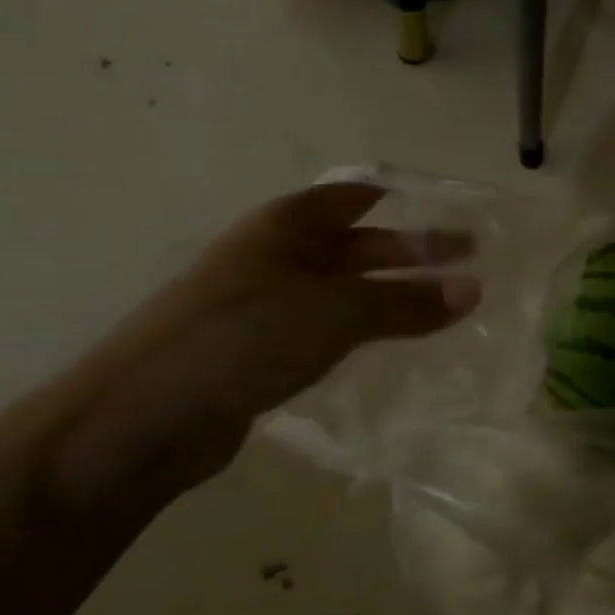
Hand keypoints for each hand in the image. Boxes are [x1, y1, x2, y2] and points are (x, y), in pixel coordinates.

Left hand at [41, 183, 478, 526]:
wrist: (140, 419)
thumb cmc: (243, 337)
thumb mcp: (337, 312)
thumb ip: (407, 303)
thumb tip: (474, 290)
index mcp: (285, 226)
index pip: (353, 196)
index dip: (401, 197)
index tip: (450, 206)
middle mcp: (274, 256)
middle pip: (356, 244)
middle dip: (411, 252)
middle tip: (469, 261)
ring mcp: (264, 305)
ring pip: (344, 290)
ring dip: (391, 296)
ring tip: (443, 308)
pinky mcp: (259, 352)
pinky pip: (327, 329)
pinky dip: (364, 330)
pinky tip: (391, 346)